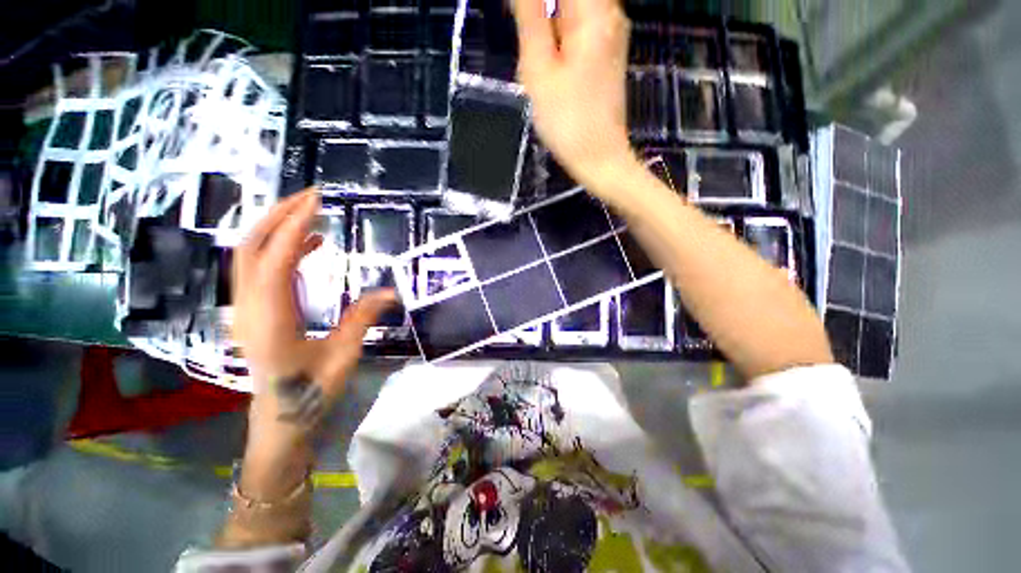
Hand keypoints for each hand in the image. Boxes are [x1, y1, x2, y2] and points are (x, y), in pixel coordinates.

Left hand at [232, 188, 394, 496]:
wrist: (280, 418)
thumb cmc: (310, 391)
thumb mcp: (343, 355)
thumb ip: (363, 318)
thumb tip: (392, 291)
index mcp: (272, 319)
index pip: (276, 259)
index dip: (295, 225)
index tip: (318, 201)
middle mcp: (251, 307)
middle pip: (251, 247)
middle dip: (279, 215)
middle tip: (311, 196)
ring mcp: (248, 308)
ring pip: (250, 255)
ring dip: (277, 228)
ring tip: (312, 212)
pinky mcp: (255, 310)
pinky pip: (261, 268)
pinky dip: (282, 249)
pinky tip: (311, 244)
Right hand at [512, 0, 635, 193]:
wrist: (599, 158)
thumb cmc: (567, 122)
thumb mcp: (539, 70)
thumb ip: (530, 17)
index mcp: (593, 11)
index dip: (535, 2)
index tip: (522, 23)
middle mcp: (610, 12)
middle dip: (539, 13)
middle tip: (528, 45)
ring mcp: (612, 33)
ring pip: (573, 9)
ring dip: (547, 23)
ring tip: (538, 60)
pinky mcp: (608, 52)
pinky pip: (580, 25)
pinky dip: (559, 33)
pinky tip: (550, 60)